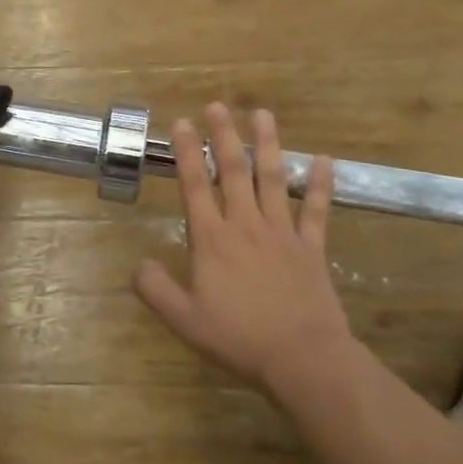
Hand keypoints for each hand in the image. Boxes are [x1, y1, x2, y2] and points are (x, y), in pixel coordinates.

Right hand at [133, 104, 349, 393]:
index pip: (195, 186)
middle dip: (223, 135)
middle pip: (234, 171)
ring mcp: (281, 232)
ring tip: (262, 113)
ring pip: (273, 179)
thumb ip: (156, 289)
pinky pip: (316, 210)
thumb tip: (138, 264)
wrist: (302, 358)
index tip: (180, 123)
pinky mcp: (311, 247)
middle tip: (217, 105)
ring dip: (267, 144)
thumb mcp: (184, 320)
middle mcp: (245, 225)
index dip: (186, 152)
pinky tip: (324, 159)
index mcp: (212, 240)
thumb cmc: (239, 338)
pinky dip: (320, 184)